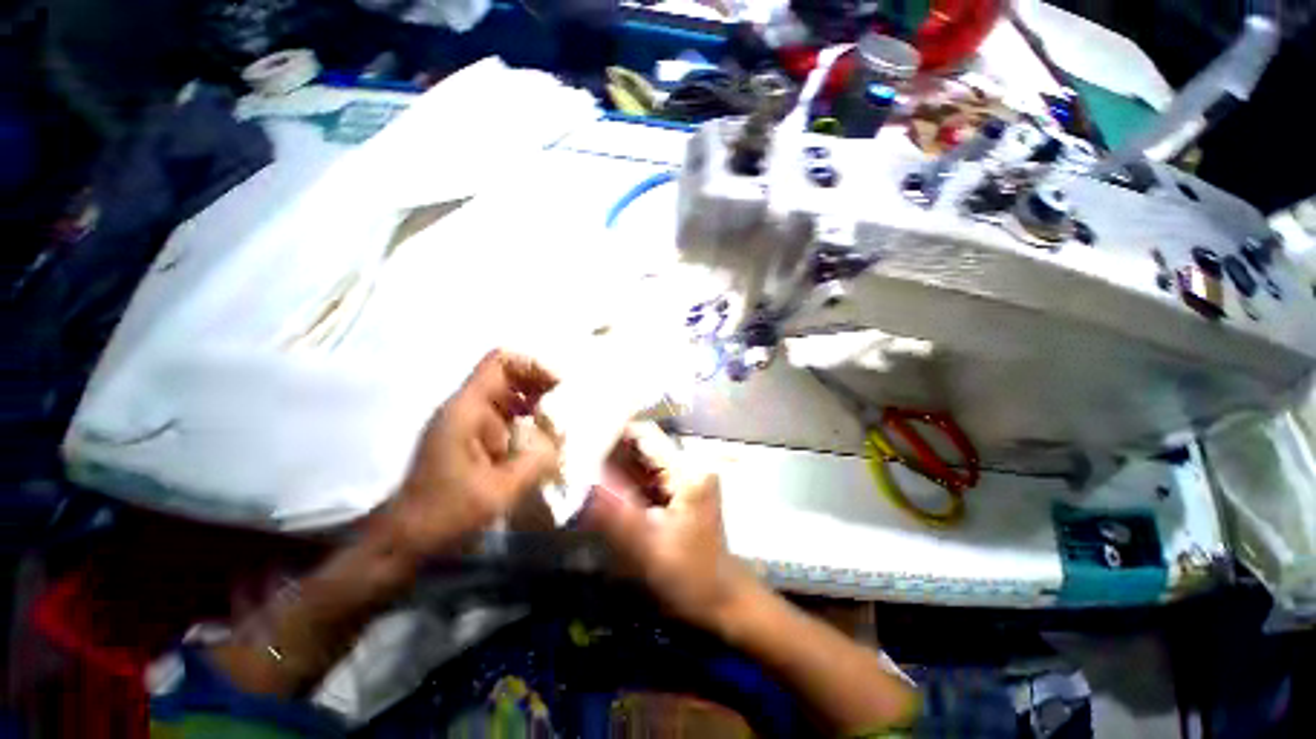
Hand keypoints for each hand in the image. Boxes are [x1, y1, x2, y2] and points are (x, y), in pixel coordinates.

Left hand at [387, 350, 560, 559]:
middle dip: (541, 385)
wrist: (405, 540)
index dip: (532, 366)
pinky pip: (505, 415)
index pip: (500, 363)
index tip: (559, 387)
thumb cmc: (445, 514)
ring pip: (509, 395)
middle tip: (568, 404)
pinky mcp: (472, 437)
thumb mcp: (499, 491)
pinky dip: (528, 419)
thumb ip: (536, 461)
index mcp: (467, 411)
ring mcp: (468, 422)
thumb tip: (562, 439)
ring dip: (537, 403)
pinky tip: (544, 438)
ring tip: (562, 420)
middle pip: (508, 376)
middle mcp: (466, 408)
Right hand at [585, 423, 755, 632]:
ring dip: (615, 461)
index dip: (610, 430)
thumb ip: (614, 513)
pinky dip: (625, 477)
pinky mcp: (681, 487)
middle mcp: (689, 463)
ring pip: (643, 458)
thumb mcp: (648, 547)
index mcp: (687, 470)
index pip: (644, 433)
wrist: (722, 598)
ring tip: (580, 463)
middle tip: (572, 452)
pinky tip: (602, 482)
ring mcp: (686, 474)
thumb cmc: (690, 576)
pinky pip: (647, 474)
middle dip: (608, 447)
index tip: (577, 435)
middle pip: (643, 443)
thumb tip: (581, 481)